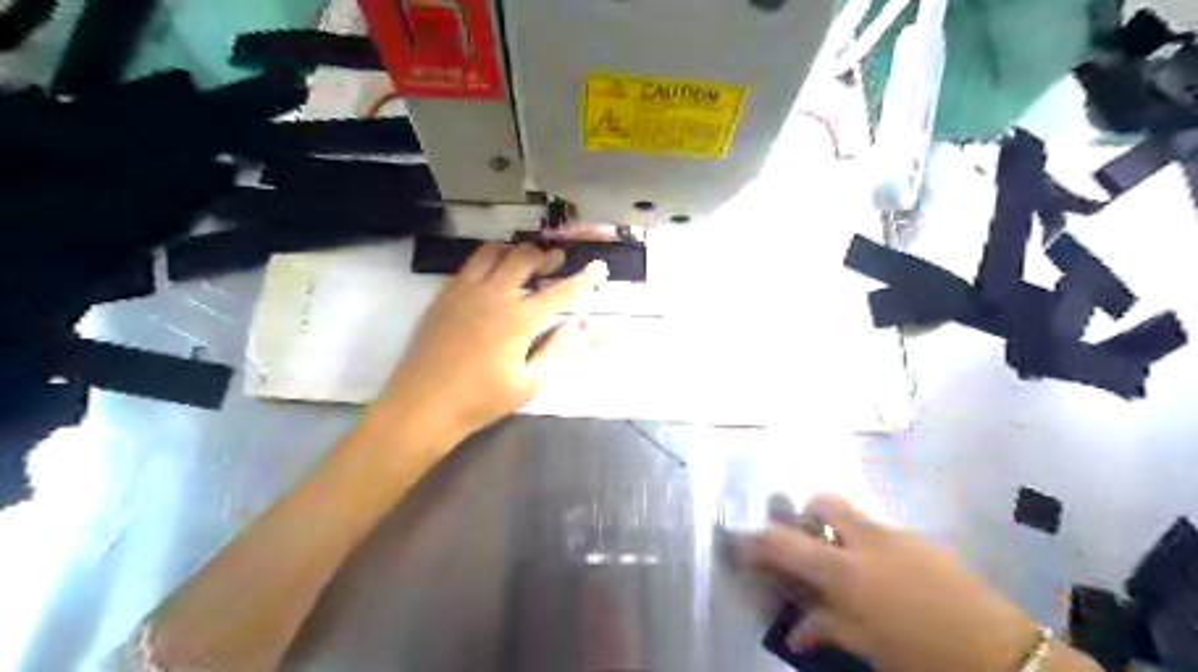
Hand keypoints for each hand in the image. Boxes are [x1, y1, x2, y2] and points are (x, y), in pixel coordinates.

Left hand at [373, 243, 608, 451]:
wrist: (423, 405)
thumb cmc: (481, 400)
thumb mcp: (530, 383)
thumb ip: (558, 348)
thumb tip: (582, 321)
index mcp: (518, 319)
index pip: (560, 291)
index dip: (583, 279)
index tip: (598, 268)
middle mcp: (493, 294)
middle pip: (525, 257)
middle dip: (546, 255)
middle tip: (556, 262)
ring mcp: (464, 290)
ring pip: (493, 251)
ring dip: (514, 252)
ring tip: (523, 264)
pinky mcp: (444, 294)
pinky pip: (469, 264)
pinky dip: (488, 262)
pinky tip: (492, 278)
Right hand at [746, 493, 1046, 670]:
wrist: (1005, 655)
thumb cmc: (924, 657)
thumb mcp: (867, 647)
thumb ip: (826, 629)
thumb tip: (795, 633)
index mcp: (845, 569)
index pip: (785, 542)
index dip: (758, 540)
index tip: (743, 543)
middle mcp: (867, 540)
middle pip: (824, 502)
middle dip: (806, 514)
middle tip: (808, 544)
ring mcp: (899, 536)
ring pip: (856, 517)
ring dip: (841, 532)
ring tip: (851, 570)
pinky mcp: (925, 542)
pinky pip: (884, 533)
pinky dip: (871, 547)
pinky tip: (889, 581)